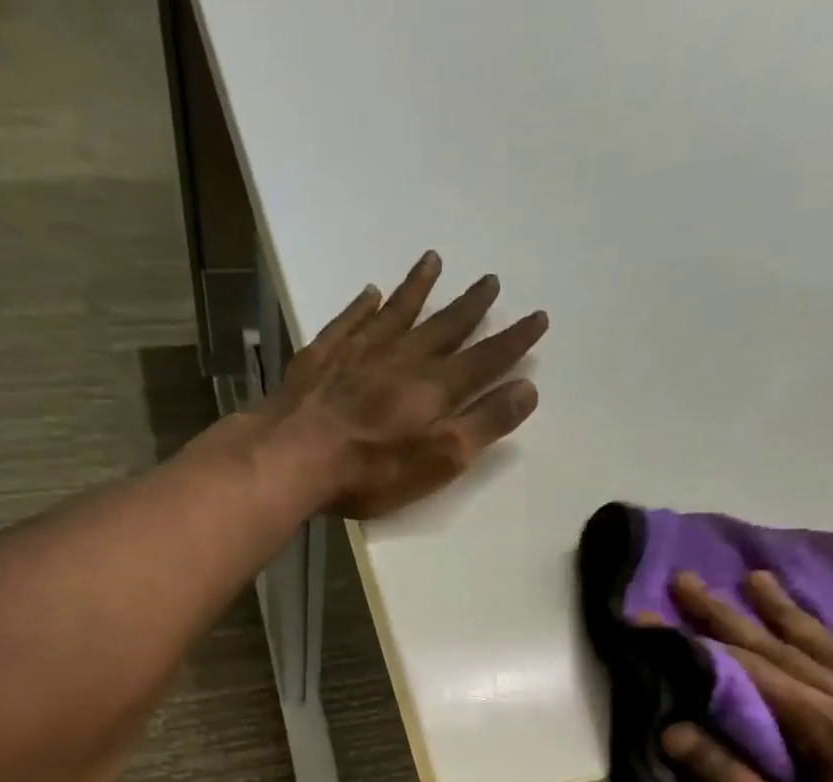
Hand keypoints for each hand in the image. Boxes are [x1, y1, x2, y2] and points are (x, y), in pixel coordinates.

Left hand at [263, 251, 548, 519]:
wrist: (294, 456)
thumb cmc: (371, 470)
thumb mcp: (439, 459)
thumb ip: (483, 424)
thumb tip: (528, 388)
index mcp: (434, 389)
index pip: (484, 360)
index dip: (514, 341)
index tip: (539, 317)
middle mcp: (401, 360)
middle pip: (443, 328)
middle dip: (470, 306)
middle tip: (491, 280)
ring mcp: (358, 354)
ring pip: (396, 314)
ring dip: (418, 289)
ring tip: (433, 261)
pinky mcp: (321, 359)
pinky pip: (349, 322)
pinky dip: (362, 306)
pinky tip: (370, 292)